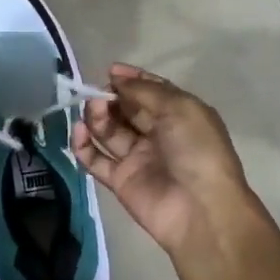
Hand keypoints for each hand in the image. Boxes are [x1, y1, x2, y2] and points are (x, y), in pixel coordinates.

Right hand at [72, 65, 254, 255]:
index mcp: (179, 115)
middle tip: (98, 94)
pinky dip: (83, 145)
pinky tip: (79, 132)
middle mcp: (158, 134)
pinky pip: (96, 159)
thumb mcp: (179, 108)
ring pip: (109, 131)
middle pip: (126, 109)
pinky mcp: (120, 180)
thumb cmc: (196, 150)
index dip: (131, 79)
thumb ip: (145, 90)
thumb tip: (116, 76)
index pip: (151, 91)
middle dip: (110, 98)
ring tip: (93, 110)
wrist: (200, 209)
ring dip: (97, 117)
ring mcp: (137, 158)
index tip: (110, 71)